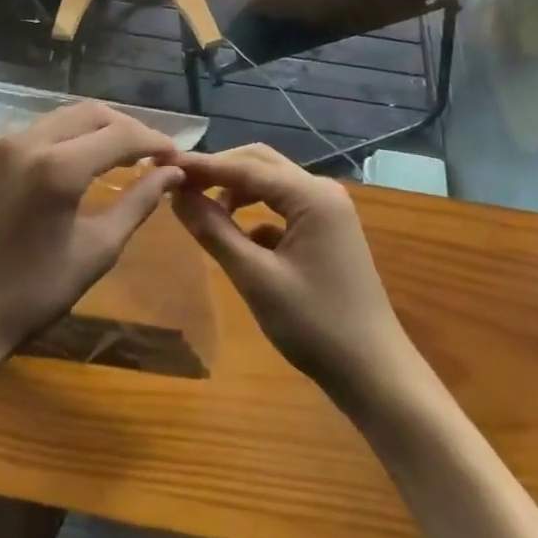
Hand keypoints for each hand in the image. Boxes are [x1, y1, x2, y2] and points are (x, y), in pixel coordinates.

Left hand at [0, 103, 182, 369]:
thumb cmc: (33, 293)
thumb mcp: (96, 250)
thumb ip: (137, 203)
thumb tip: (171, 174)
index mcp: (57, 166)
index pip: (120, 135)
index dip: (154, 141)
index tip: (178, 157)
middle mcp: (30, 141)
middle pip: (94, 113)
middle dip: (129, 128)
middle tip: (155, 154)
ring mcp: (6, 143)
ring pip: (67, 115)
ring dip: (101, 127)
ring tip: (128, 153)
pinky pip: (44, 128)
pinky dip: (74, 134)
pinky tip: (89, 157)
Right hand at [170, 145, 419, 409]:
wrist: (375, 373)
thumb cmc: (315, 326)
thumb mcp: (256, 278)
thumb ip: (214, 231)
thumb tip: (177, 195)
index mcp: (311, 195)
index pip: (245, 167)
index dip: (202, 166)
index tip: (162, 164)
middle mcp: (321, 191)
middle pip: (259, 164)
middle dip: (218, 171)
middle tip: (176, 182)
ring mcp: (327, 210)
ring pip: (270, 184)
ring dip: (235, 190)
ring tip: (199, 208)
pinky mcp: (326, 231)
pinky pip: (282, 208)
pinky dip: (254, 214)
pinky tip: (236, 239)